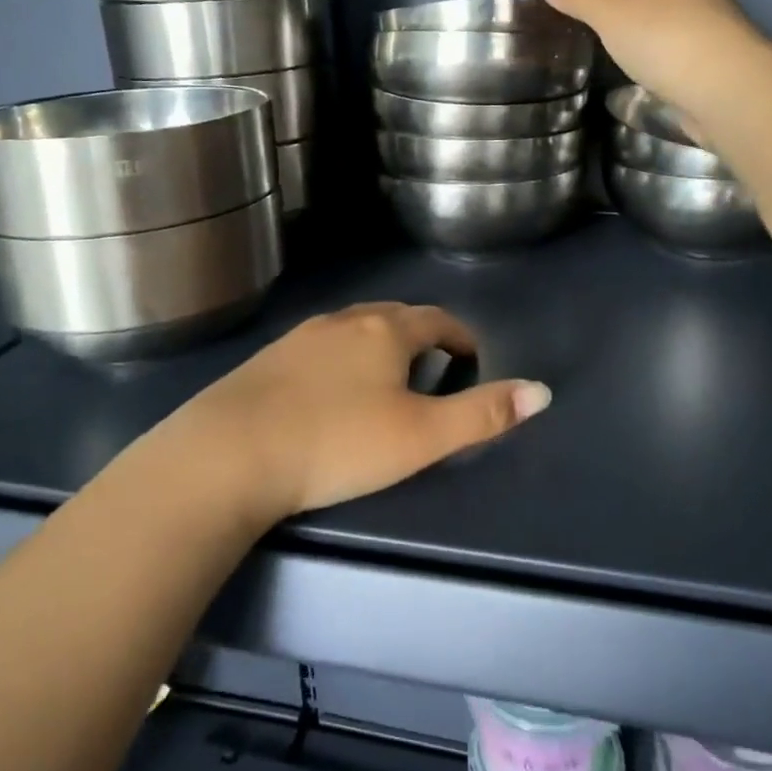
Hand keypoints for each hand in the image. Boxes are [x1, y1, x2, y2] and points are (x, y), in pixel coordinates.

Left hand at [155, 303, 549, 522]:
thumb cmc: (337, 442)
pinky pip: (319, 349)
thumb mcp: (421, 436)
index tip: (472, 358)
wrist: (229, 454)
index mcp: (385, 330)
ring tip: (386, 380)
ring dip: (378, 346)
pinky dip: (340, 360)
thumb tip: (541, 392)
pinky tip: (330, 392)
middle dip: (420, 337)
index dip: (461, 336)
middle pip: (394, 317)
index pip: (437, 319)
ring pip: (353, 330)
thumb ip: (482, 415)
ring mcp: (300, 337)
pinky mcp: (267, 360)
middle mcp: (343, 321)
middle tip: (433, 370)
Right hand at [537, 0, 764, 121]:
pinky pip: (670, 45)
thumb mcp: (611, 12)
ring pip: (663, 16)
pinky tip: (632, 65)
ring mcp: (707, 26)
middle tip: (589, 6)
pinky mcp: (709, 61)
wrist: (725, 90)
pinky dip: (648, 49)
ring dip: (636, 22)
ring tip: (605, 37)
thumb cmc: (665, 37)